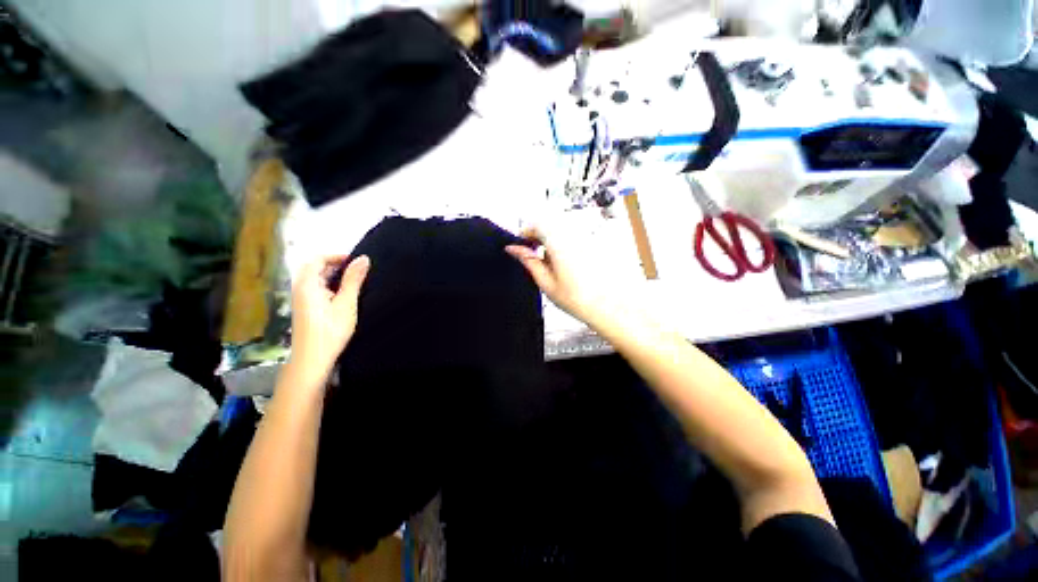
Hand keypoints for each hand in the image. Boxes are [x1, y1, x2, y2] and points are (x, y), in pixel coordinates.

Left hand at [288, 254, 370, 382]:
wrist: (312, 358)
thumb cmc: (331, 330)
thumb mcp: (346, 303)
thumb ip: (354, 279)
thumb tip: (363, 259)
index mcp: (307, 284)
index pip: (318, 259)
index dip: (337, 256)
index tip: (358, 261)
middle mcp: (300, 288)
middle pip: (315, 267)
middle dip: (336, 264)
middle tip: (358, 270)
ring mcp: (301, 299)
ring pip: (316, 278)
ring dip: (334, 275)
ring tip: (355, 281)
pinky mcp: (305, 308)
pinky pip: (316, 288)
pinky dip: (330, 285)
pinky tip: (344, 295)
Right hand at [505, 226, 605, 323]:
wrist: (609, 307)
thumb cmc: (578, 299)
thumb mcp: (546, 282)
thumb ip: (529, 261)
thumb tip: (513, 249)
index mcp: (559, 242)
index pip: (536, 224)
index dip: (525, 233)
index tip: (521, 246)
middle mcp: (574, 234)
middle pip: (550, 225)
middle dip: (538, 237)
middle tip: (534, 256)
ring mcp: (587, 237)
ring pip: (561, 230)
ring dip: (551, 241)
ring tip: (552, 264)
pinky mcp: (595, 242)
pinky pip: (574, 236)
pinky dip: (565, 245)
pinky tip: (567, 265)